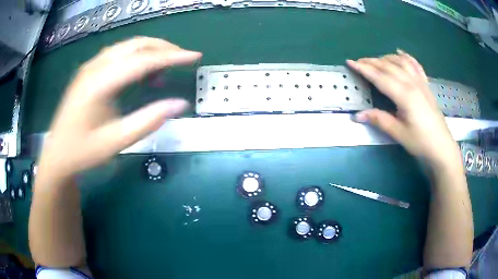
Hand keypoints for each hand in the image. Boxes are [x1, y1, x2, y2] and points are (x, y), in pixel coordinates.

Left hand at [37, 37, 201, 179]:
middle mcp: (95, 67)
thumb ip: (149, 120)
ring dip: (150, 51)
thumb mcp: (117, 141)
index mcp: (100, 83)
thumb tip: (180, 104)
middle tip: (183, 59)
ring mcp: (91, 66)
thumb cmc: (84, 151)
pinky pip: (118, 54)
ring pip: (127, 46)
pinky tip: (142, 72)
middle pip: (136, 44)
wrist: (58, 154)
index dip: (172, 57)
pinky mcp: (89, 71)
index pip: (143, 60)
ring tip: (166, 67)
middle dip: (163, 48)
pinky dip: (136, 57)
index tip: (195, 56)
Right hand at [347, 50, 460, 169]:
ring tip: (376, 60)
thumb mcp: (399, 134)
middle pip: (389, 66)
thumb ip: (379, 120)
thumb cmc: (421, 141)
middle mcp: (412, 83)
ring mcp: (420, 82)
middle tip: (358, 61)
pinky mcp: (426, 85)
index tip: (350, 62)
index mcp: (404, 95)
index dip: (364, 69)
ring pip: (401, 62)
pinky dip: (406, 57)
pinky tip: (400, 53)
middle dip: (372, 62)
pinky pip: (415, 65)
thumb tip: (357, 116)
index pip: (380, 77)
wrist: (442, 146)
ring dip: (386, 58)